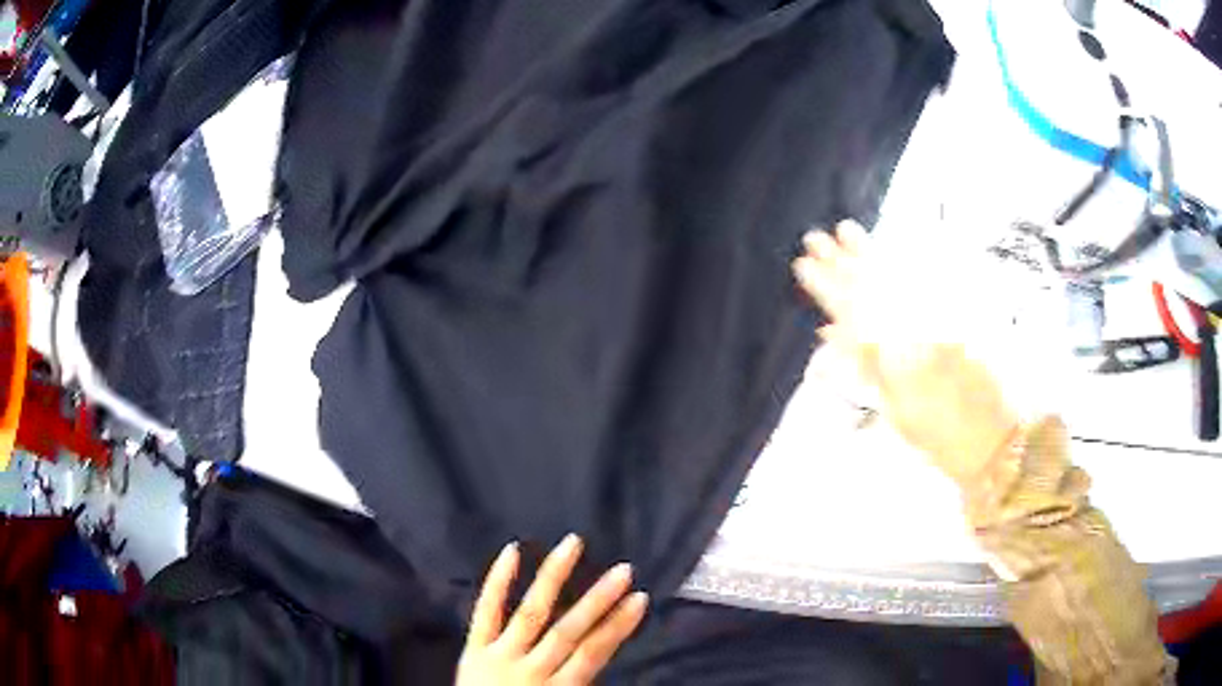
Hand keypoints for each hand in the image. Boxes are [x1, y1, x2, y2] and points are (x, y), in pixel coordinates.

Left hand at [456, 535, 647, 685]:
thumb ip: (583, 685)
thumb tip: (605, 654)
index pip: (593, 654)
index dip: (618, 626)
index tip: (640, 599)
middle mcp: (531, 670)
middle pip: (568, 631)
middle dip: (598, 600)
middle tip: (623, 569)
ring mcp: (499, 655)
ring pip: (531, 613)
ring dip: (554, 578)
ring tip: (573, 545)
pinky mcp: (473, 648)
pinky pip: (485, 612)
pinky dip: (497, 582)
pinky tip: (512, 551)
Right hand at [792, 221, 1019, 486]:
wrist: (989, 434)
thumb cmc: (937, 433)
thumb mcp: (894, 408)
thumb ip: (865, 365)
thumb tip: (830, 332)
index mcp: (894, 353)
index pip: (852, 310)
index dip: (826, 285)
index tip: (804, 264)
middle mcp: (914, 327)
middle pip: (873, 287)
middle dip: (842, 261)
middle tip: (818, 238)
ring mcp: (936, 318)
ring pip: (897, 278)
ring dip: (869, 255)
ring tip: (848, 231)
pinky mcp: (954, 318)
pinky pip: (924, 286)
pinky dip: (903, 268)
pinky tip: (890, 253)